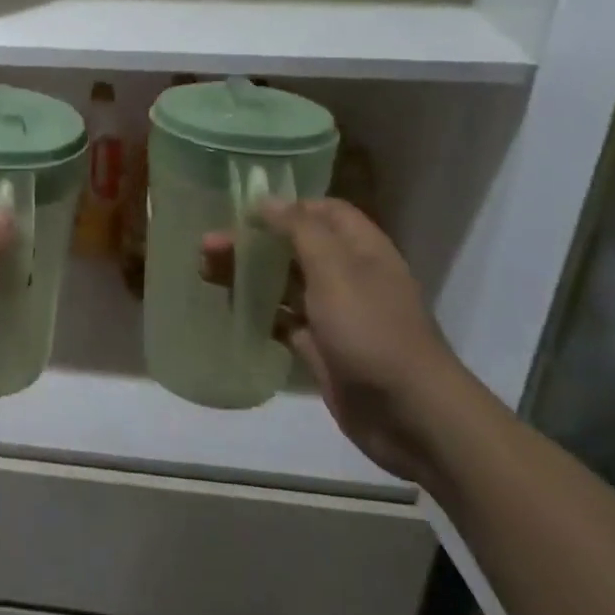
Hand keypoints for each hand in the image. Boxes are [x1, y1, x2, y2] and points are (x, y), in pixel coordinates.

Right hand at [201, 199, 465, 482]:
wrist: (409, 415)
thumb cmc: (372, 330)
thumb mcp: (336, 269)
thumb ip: (299, 229)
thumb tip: (266, 200)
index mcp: (360, 248)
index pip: (323, 211)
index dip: (286, 206)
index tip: (244, 211)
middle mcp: (347, 275)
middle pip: (293, 246)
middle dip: (253, 241)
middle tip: (208, 245)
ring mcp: (333, 313)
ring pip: (283, 282)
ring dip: (248, 274)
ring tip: (205, 272)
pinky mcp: (320, 347)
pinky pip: (282, 320)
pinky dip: (257, 311)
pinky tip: (227, 307)